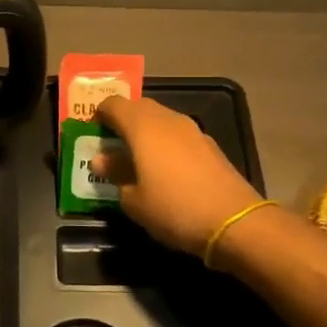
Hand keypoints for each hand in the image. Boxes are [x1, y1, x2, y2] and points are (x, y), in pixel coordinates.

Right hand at [92, 95, 264, 256]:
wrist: (234, 222)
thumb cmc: (173, 209)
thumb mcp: (133, 200)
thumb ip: (115, 174)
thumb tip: (102, 160)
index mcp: (142, 126)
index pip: (113, 104)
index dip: (99, 114)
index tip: (92, 132)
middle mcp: (167, 119)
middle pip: (139, 107)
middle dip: (122, 120)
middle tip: (111, 144)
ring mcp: (192, 130)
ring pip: (160, 119)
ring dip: (145, 132)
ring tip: (136, 158)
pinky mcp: (210, 145)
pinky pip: (178, 135)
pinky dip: (165, 144)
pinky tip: (164, 169)